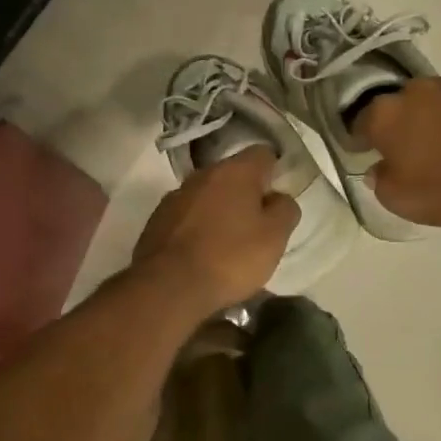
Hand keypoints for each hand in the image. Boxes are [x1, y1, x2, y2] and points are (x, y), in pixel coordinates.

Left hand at [133, 147, 300, 314]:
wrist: (169, 287)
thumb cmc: (230, 258)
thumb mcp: (274, 237)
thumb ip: (284, 210)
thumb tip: (278, 198)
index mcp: (234, 171)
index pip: (263, 154)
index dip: (274, 172)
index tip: (278, 198)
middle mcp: (202, 174)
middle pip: (232, 174)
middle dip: (246, 194)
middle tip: (257, 225)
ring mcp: (175, 196)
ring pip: (207, 195)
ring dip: (219, 210)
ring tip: (228, 242)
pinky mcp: (157, 219)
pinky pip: (186, 215)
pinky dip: (196, 227)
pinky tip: (201, 253)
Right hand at [357, 74, 440, 226]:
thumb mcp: (400, 200)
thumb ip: (381, 180)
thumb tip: (377, 168)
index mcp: (386, 116)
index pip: (362, 122)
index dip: (365, 137)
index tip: (371, 151)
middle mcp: (416, 90)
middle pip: (403, 103)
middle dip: (407, 121)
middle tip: (419, 148)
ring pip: (440, 96)